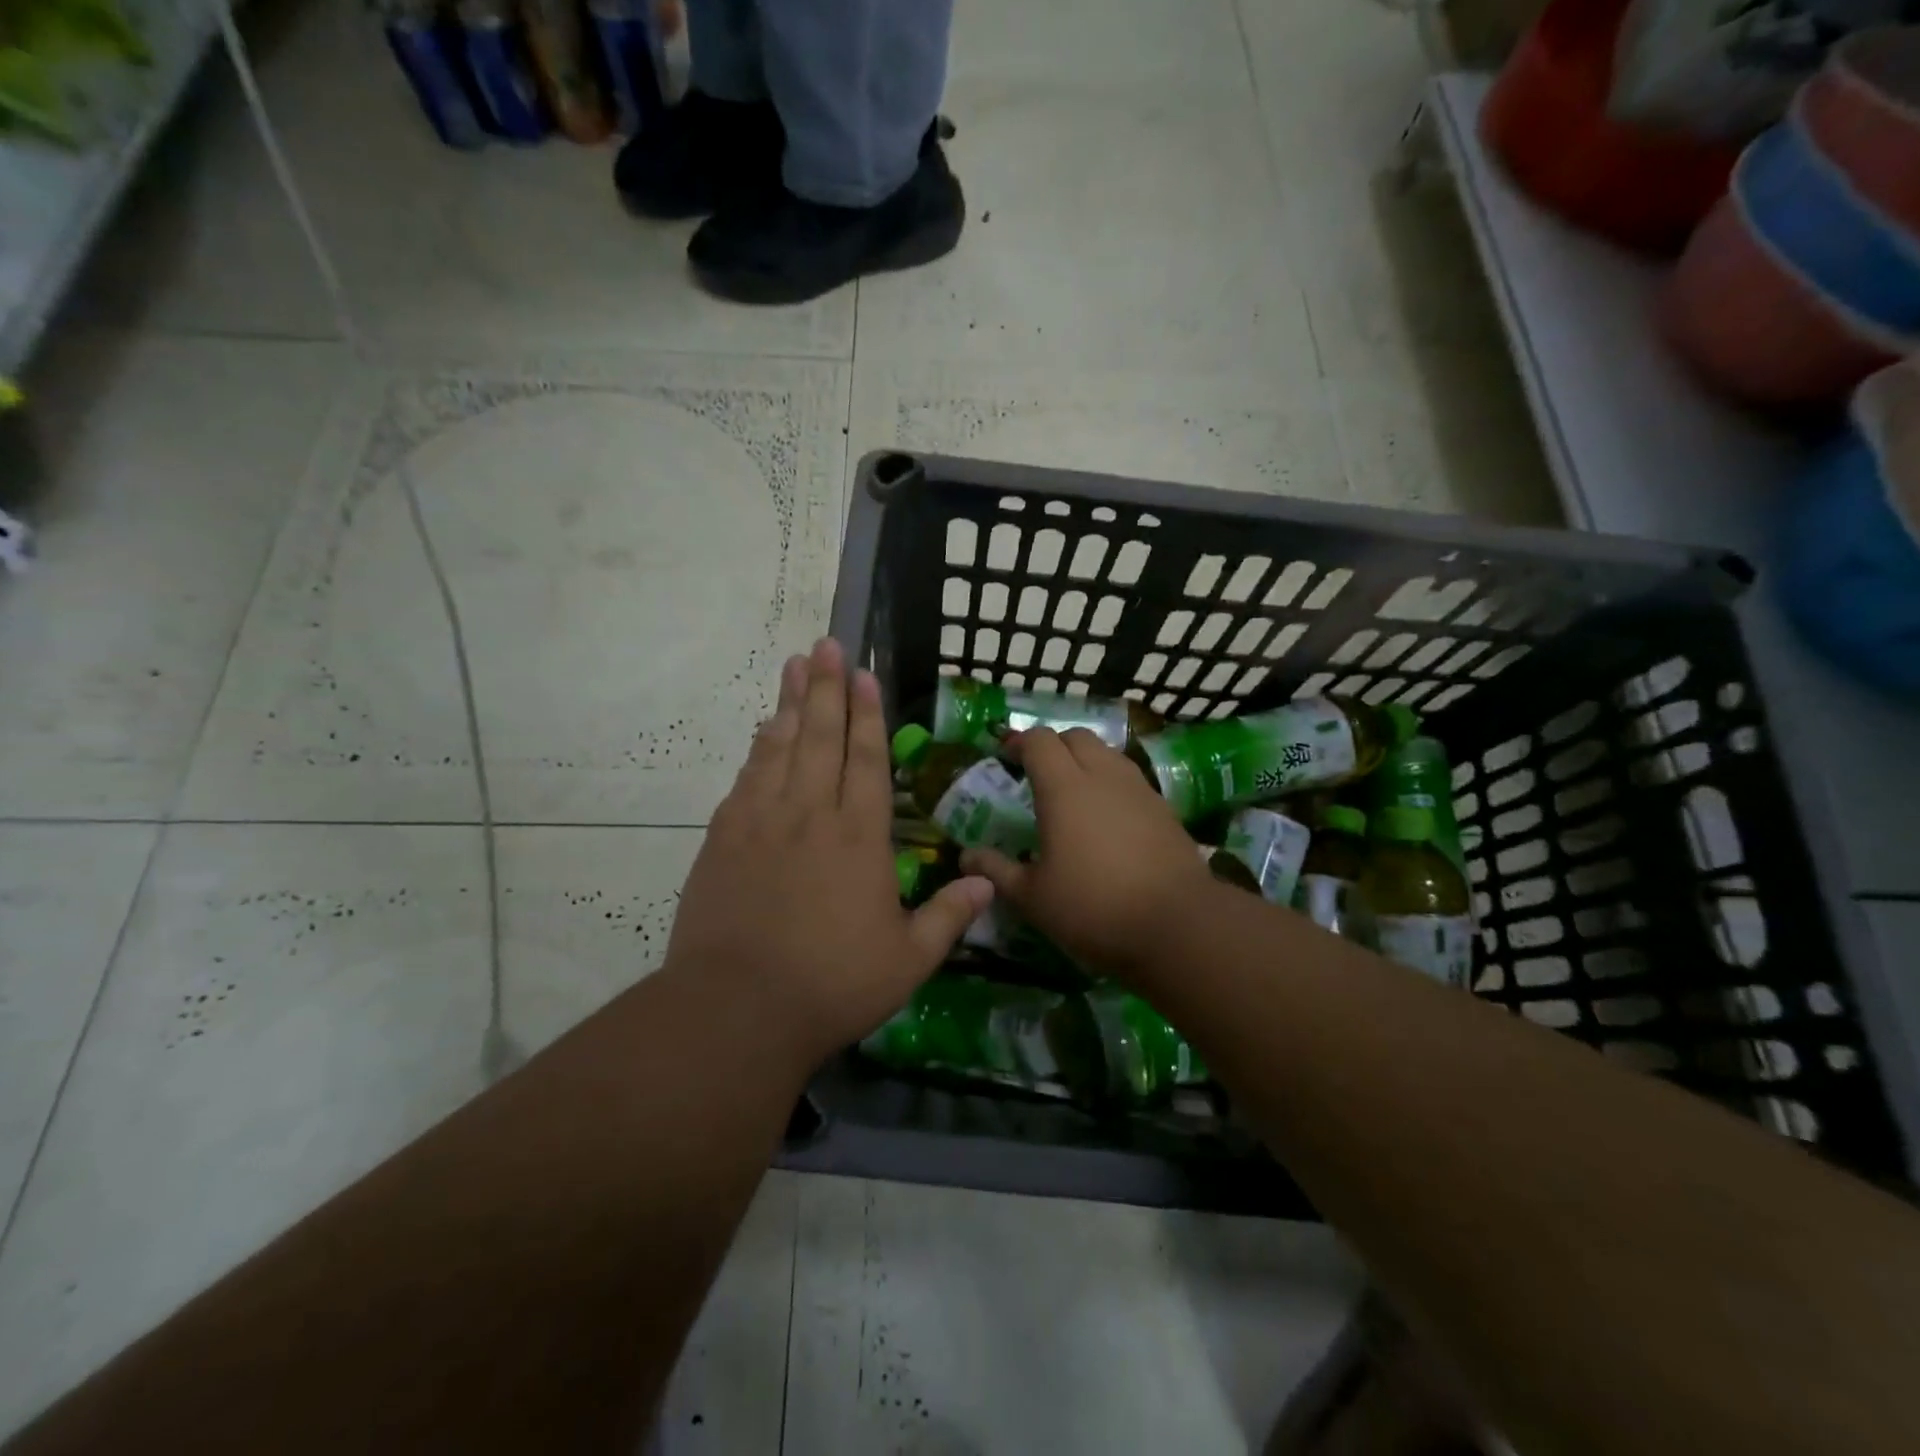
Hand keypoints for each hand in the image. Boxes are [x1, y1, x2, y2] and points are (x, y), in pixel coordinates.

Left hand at [663, 639, 993, 1064]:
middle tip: (825, 644)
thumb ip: (949, 916)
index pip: (867, 760)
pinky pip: (746, 780)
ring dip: (790, 704)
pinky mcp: (723, 840)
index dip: (867, 714)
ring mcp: (761, 822)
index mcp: (858, 837)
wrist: (737, 1009)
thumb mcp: (907, 960)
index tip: (864, 673)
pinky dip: (757, 750)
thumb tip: (987, 880)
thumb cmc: (832, 985)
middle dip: (826, 688)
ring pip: (779, 748)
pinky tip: (762, 732)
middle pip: (820, 738)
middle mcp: (811, 815)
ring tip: (794, 665)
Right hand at [961, 728, 1212, 978]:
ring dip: (1085, 760)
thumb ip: (997, 870)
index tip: (1004, 757)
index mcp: (1064, 787)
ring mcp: (1139, 789)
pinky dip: (1111, 782)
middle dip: (1053, 746)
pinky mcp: (1164, 808)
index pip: (1039, 740)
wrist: (1178, 924)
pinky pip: (1130, 778)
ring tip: (1073, 792)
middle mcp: (1102, 775)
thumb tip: (965, 856)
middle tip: (1037, 773)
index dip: (1018, 742)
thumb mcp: (1032, 897)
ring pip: (1107, 753)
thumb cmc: (1093, 907)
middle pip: (1076, 736)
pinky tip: (1107, 817)